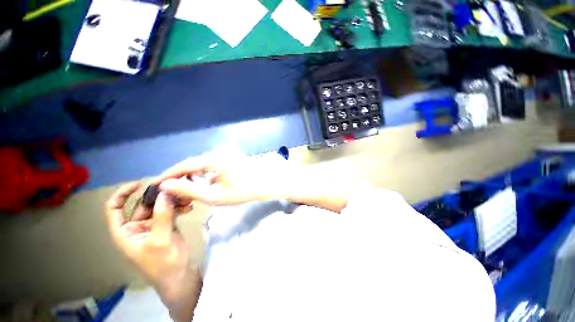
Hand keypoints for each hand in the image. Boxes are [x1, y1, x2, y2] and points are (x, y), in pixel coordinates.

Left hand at [106, 183, 193, 296]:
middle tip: (175, 187)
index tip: (139, 183)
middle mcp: (137, 227)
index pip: (114, 209)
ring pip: (159, 206)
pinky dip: (179, 207)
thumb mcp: (160, 240)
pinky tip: (190, 207)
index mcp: (126, 232)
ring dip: (172, 201)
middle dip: (158, 196)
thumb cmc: (163, 264)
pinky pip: (171, 211)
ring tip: (187, 197)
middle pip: (142, 205)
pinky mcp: (166, 226)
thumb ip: (162, 216)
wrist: (179, 275)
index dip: (122, 194)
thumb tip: (165, 192)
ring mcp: (153, 226)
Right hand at [158, 152, 293, 205]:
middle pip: (193, 164)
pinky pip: (213, 165)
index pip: (184, 165)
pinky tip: (204, 184)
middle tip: (171, 190)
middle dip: (181, 176)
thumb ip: (189, 190)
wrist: (267, 183)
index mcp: (213, 159)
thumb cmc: (244, 190)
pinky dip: (206, 174)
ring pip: (203, 164)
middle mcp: (218, 152)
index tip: (157, 183)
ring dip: (194, 176)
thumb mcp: (215, 195)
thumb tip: (166, 186)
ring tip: (185, 189)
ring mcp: (226, 154)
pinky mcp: (231, 158)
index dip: (169, 174)